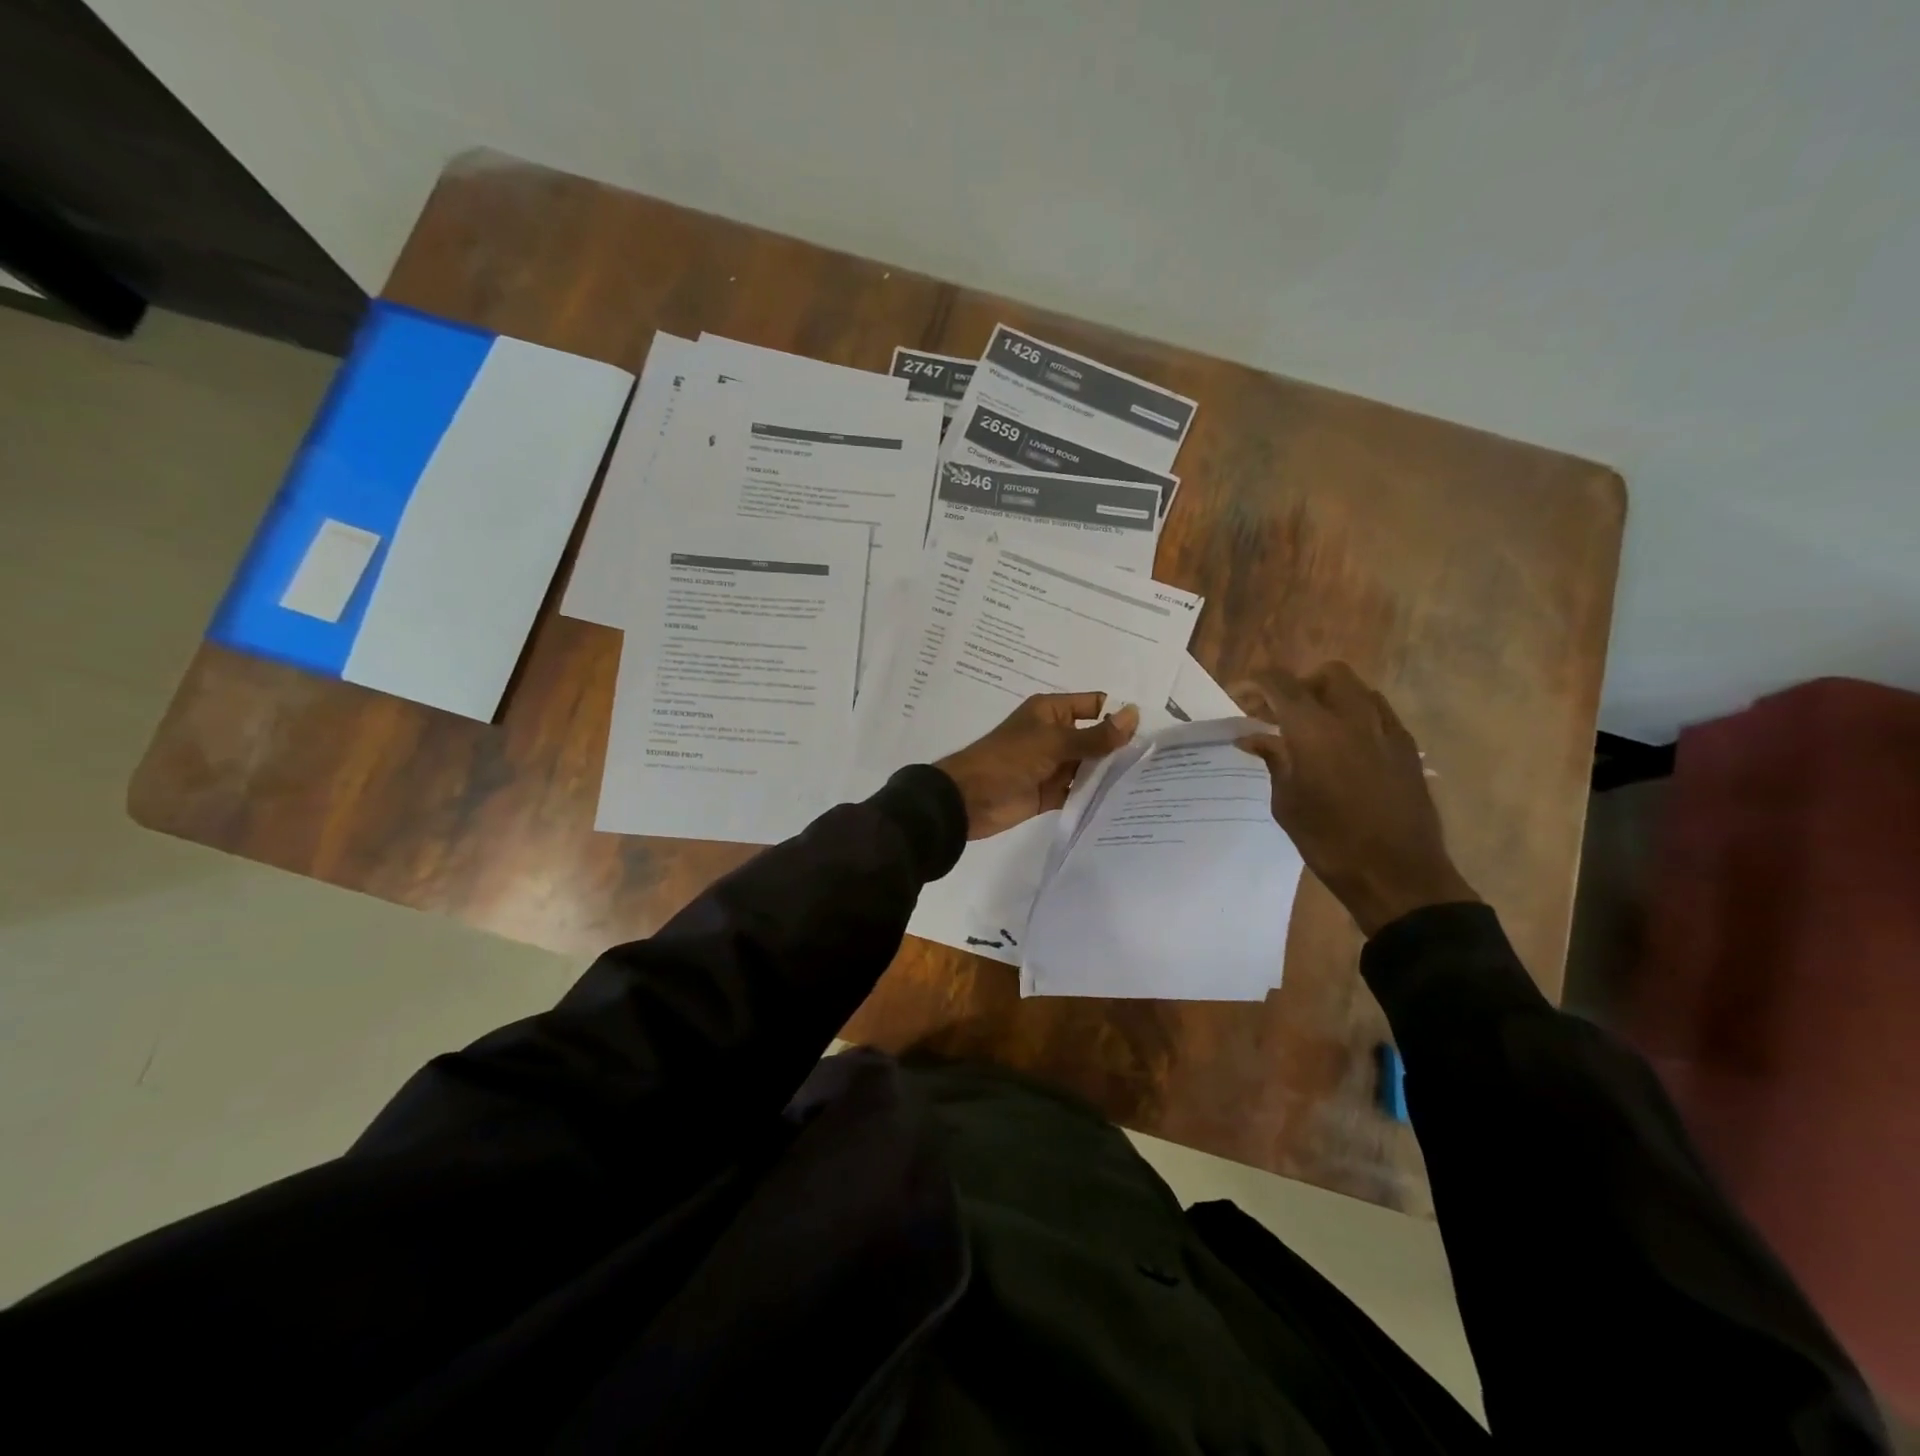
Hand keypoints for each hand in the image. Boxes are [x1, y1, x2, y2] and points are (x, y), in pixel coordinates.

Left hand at [935, 693, 1139, 839]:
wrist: (968, 799)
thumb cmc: (1008, 760)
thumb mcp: (1054, 743)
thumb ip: (1095, 735)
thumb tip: (1134, 714)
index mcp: (1052, 712)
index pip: (1095, 706)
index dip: (1120, 715)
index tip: (1155, 730)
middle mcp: (1056, 735)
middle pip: (1097, 738)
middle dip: (1122, 748)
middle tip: (1163, 761)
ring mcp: (1054, 765)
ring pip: (1090, 766)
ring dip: (1112, 774)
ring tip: (1153, 782)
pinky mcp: (1051, 793)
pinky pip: (1080, 791)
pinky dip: (1097, 795)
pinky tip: (1126, 802)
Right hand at [1234, 663, 1477, 935]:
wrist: (1397, 873)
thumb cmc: (1329, 841)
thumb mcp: (1287, 802)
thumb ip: (1273, 760)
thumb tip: (1254, 738)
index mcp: (1314, 729)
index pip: (1280, 684)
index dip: (1256, 682)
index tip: (1240, 695)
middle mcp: (1353, 718)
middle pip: (1327, 674)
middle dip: (1300, 686)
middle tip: (1281, 714)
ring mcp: (1386, 730)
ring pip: (1358, 690)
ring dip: (1330, 698)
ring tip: (1313, 729)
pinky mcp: (1407, 748)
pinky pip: (1378, 714)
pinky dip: (1356, 717)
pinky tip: (1344, 748)